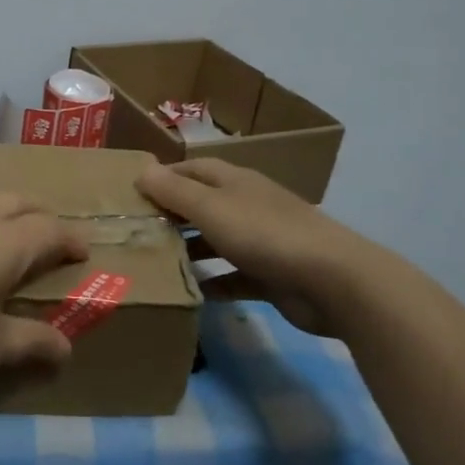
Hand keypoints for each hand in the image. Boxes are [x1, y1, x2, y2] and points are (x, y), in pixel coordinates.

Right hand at [135, 159, 371, 336]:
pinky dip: (213, 284)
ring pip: (217, 241)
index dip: (164, 177)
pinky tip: (189, 295)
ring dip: (190, 250)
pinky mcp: (271, 276)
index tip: (132, 193)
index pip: (193, 169)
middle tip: (136, 231)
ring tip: (155, 263)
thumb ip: (174, 191)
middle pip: (203, 205)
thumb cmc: (265, 234)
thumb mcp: (211, 208)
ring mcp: (262, 241)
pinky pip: (233, 277)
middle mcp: (247, 206)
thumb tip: (142, 170)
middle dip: (173, 215)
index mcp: (235, 182)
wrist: (332, 281)